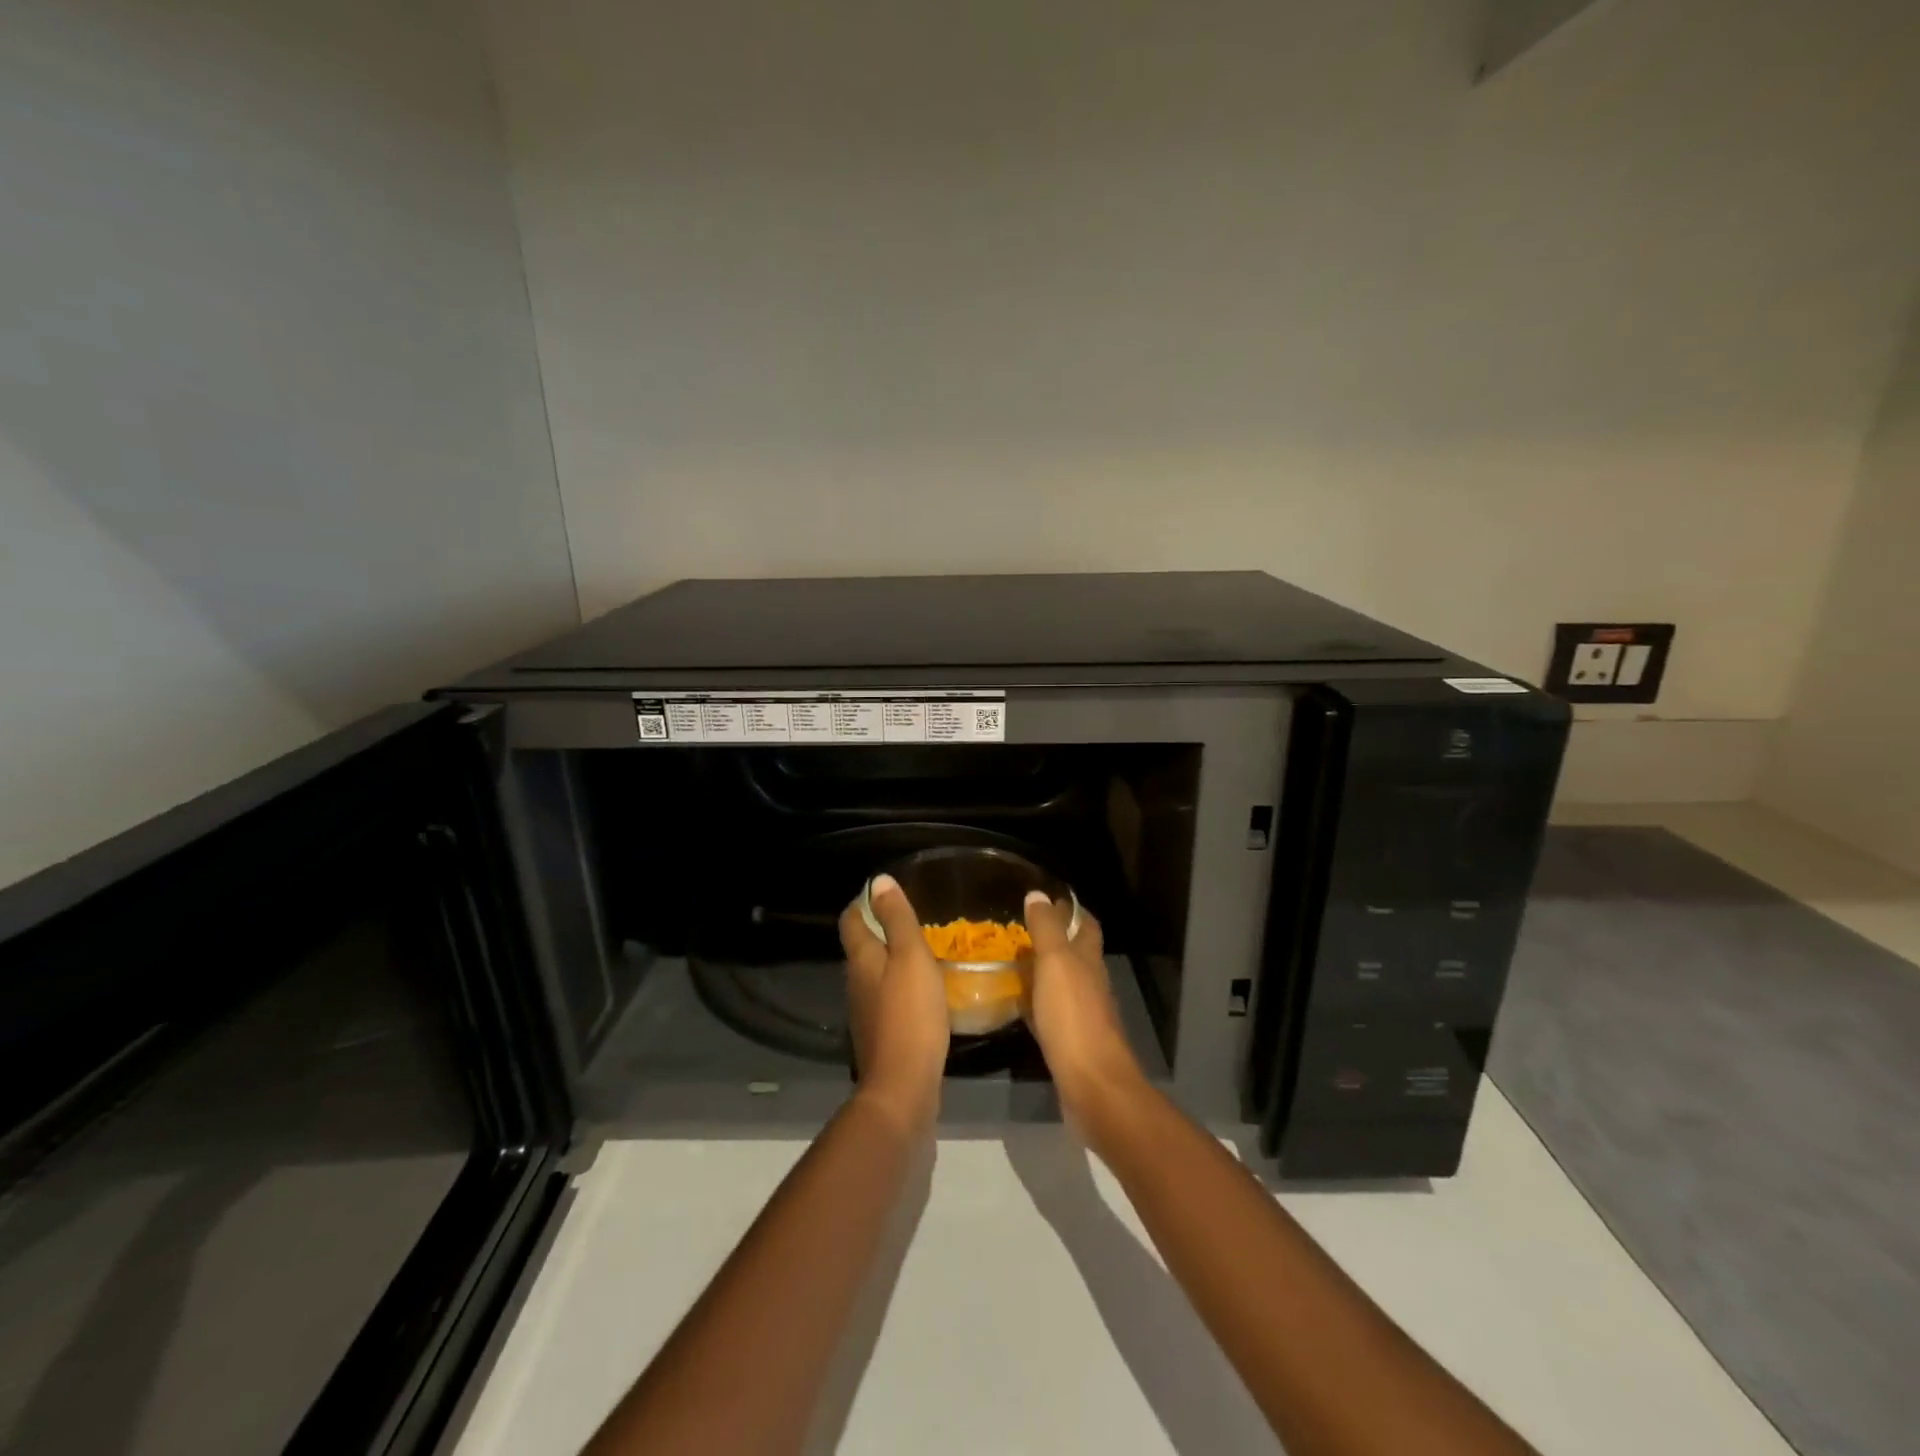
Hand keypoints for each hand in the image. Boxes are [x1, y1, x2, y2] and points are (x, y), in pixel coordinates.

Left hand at [839, 874, 950, 1132]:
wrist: (903, 1087)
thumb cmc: (910, 1014)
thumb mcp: (911, 957)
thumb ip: (897, 919)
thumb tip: (879, 881)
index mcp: (861, 960)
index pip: (852, 921)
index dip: (864, 903)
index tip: (884, 893)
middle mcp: (856, 983)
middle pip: (861, 948)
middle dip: (880, 930)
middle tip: (911, 919)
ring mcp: (865, 1012)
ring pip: (874, 975)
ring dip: (891, 960)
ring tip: (920, 952)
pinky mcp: (879, 1035)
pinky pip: (886, 1000)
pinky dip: (900, 988)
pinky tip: (922, 992)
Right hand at [1022, 893, 1143, 1123]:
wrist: (1092, 1084)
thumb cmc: (1073, 1017)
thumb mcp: (1056, 963)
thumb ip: (1046, 929)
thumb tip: (1038, 894)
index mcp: (1089, 959)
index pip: (1085, 924)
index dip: (1070, 910)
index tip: (1045, 899)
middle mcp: (1090, 982)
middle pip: (1074, 952)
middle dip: (1052, 939)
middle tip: (1019, 930)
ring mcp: (1082, 1013)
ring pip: (1062, 982)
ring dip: (1041, 970)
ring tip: (1011, 961)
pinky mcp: (1070, 1040)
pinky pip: (1051, 1011)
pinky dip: (1035, 1002)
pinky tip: (1017, 1004)